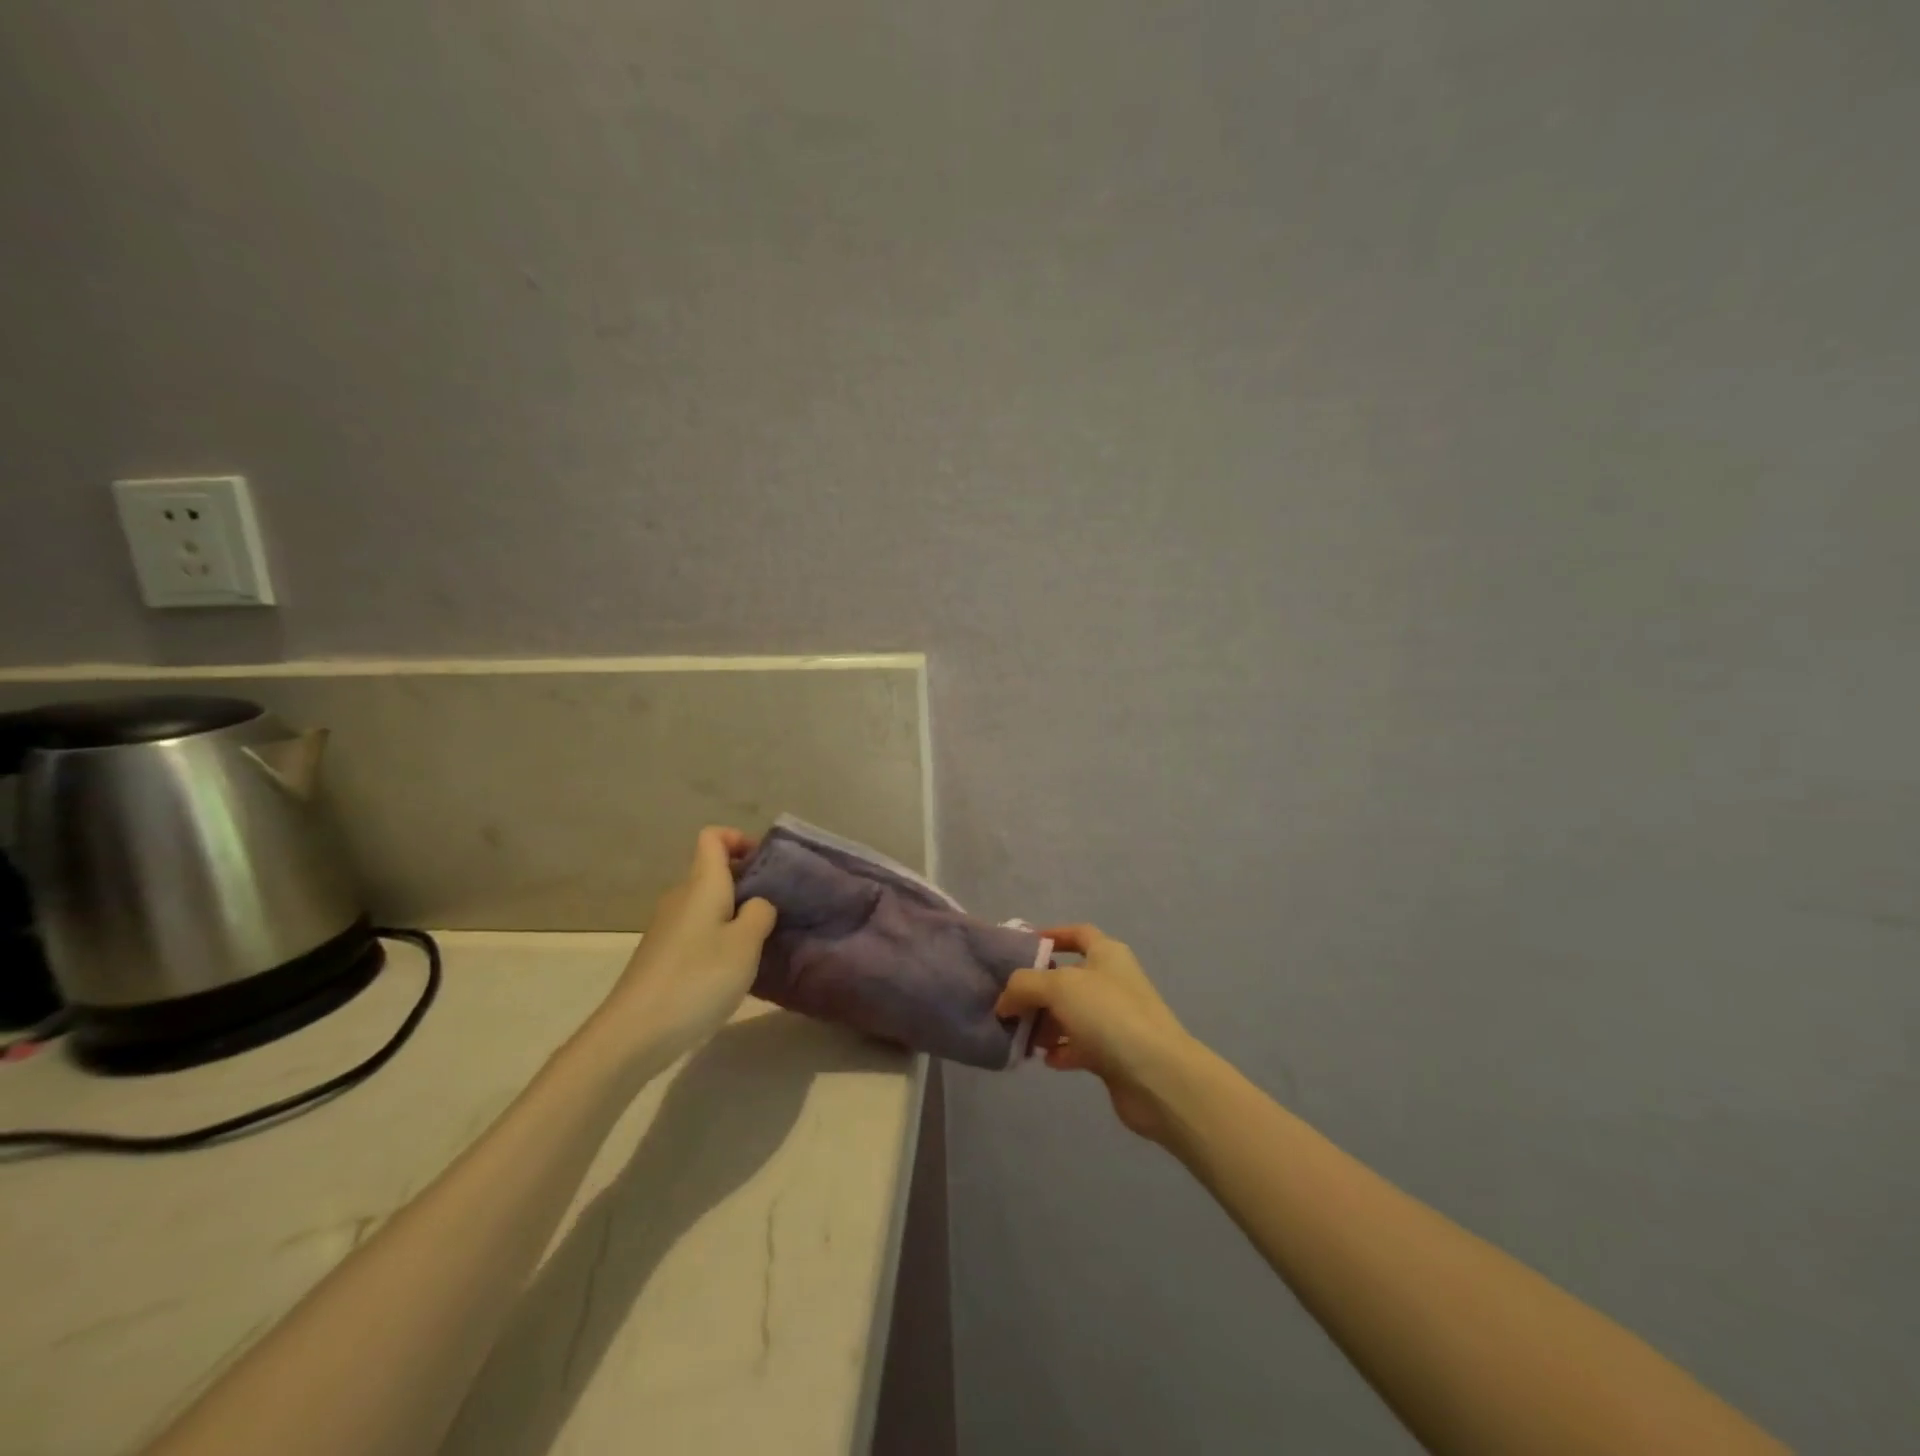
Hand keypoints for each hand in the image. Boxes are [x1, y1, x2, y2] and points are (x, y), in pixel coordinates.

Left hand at [588, 827, 776, 1063]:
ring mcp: (667, 927)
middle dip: (746, 881)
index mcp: (702, 884)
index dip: (739, 839)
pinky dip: (718, 936)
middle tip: (776, 907)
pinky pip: (697, 929)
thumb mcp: (746, 944)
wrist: (634, 1032)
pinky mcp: (661, 954)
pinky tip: (732, 968)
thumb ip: (761, 913)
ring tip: (760, 941)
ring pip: (706, 903)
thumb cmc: (698, 978)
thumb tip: (758, 904)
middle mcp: (681, 897)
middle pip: (712, 870)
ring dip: (734, 912)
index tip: (765, 864)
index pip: (713, 837)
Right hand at [994, 924, 1197, 1143]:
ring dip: (1046, 1024)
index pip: (1078, 933)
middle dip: (1038, 990)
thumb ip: (1024, 986)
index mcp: (1107, 954)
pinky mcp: (1115, 1054)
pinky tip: (1046, 1060)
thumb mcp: (1058, 987)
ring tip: (1022, 1037)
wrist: (1157, 1076)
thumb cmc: (1109, 1015)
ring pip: (1071, 1014)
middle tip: (1009, 1006)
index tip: (1021, 947)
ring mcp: (1115, 1019)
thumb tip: (1004, 1002)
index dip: (1052, 935)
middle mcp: (1112, 982)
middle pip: (1068, 978)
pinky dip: (1061, 1050)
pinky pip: (1080, 1046)